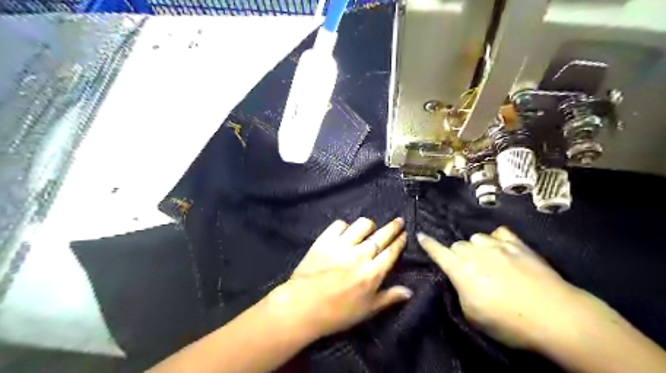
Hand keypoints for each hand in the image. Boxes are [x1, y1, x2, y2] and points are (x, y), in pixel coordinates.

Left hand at [264, 217, 411, 342]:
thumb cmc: (338, 313)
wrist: (303, 305)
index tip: (404, 234)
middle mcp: (361, 253)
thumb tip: (409, 291)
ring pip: (362, 225)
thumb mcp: (367, 309)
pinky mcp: (325, 239)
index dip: (400, 241)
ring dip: (369, 225)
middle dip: (393, 227)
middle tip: (399, 221)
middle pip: (381, 235)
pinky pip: (339, 224)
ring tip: (370, 227)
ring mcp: (342, 244)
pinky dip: (345, 226)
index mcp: (373, 271)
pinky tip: (345, 231)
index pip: (391, 251)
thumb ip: (389, 297)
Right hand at [417, 225, 600, 350]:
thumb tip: (460, 281)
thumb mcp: (472, 314)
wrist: (554, 316)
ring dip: (476, 247)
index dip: (427, 244)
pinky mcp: (518, 245)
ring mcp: (497, 246)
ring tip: (486, 260)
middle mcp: (475, 252)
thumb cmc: (508, 321)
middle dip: (457, 254)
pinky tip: (502, 248)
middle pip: (457, 245)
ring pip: (476, 238)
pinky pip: (500, 234)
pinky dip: (497, 240)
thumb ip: (460, 292)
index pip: (437, 251)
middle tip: (467, 270)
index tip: (420, 235)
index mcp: (460, 269)